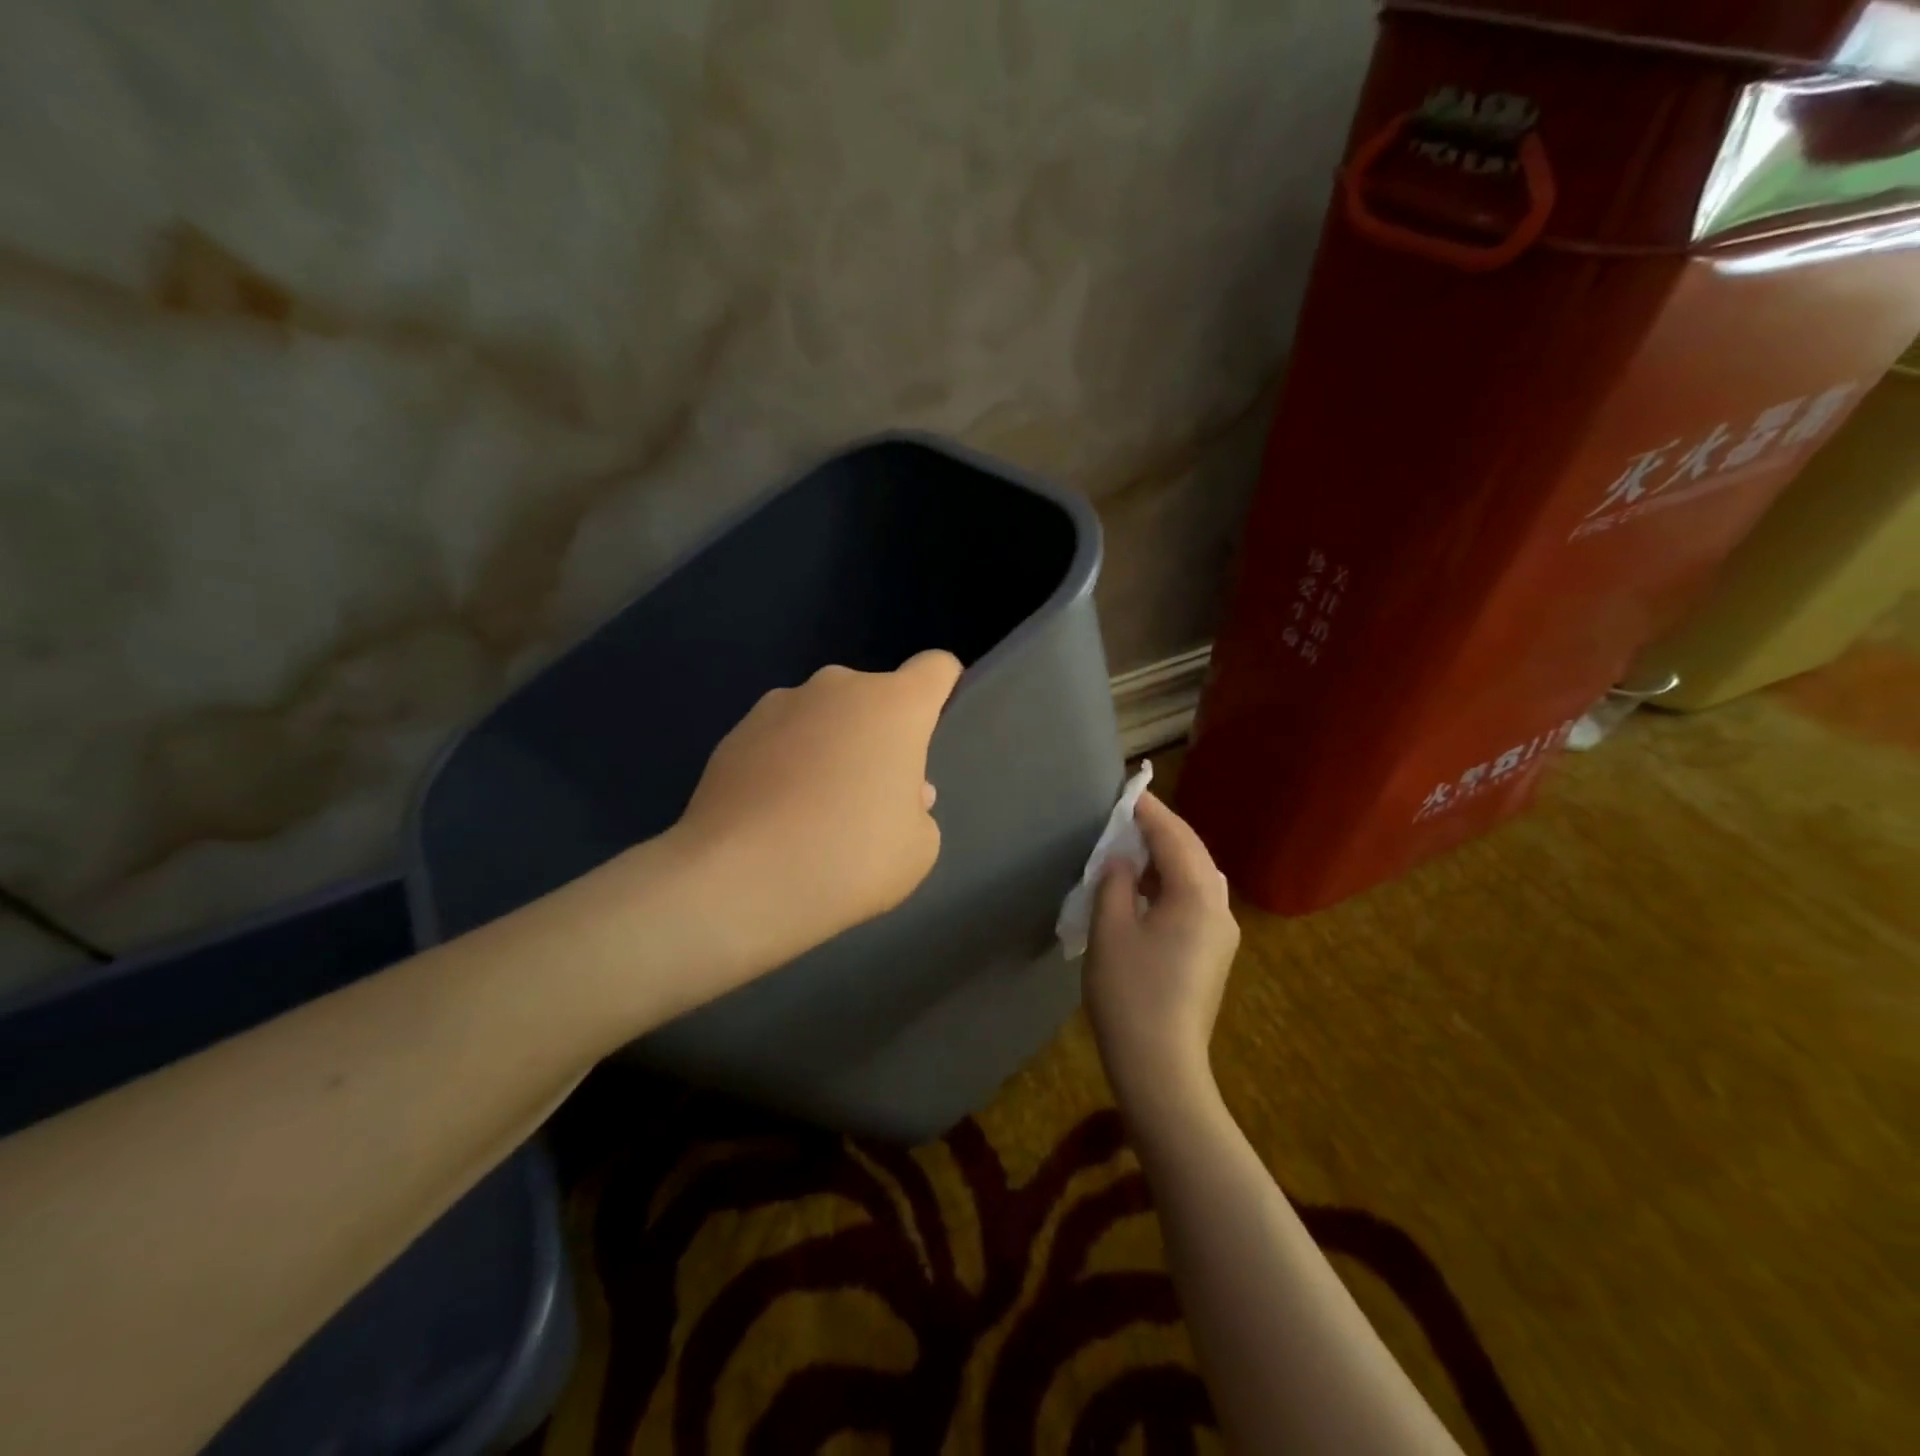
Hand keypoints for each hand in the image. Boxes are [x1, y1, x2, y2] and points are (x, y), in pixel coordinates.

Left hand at [672, 651, 961, 972]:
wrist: (738, 882)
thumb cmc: (849, 859)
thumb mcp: (918, 848)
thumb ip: (919, 810)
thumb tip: (902, 793)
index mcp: (894, 705)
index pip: (936, 667)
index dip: (943, 689)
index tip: (935, 728)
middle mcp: (836, 688)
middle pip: (875, 697)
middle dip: (880, 734)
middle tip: (872, 793)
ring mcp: (779, 705)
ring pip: (823, 716)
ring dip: (830, 745)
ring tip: (815, 809)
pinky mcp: (735, 733)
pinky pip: (780, 739)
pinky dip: (786, 763)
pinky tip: (775, 814)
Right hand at [1085, 791, 1239, 1102]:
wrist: (1161, 1065)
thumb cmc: (1130, 993)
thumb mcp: (1110, 929)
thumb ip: (1116, 882)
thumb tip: (1123, 860)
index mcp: (1197, 896)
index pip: (1174, 837)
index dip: (1149, 812)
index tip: (1127, 791)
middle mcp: (1219, 908)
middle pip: (1193, 852)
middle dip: (1163, 829)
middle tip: (1128, 813)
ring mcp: (1221, 933)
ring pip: (1198, 876)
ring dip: (1169, 855)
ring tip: (1134, 845)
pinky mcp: (1214, 953)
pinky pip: (1196, 900)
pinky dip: (1173, 881)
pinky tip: (1147, 887)